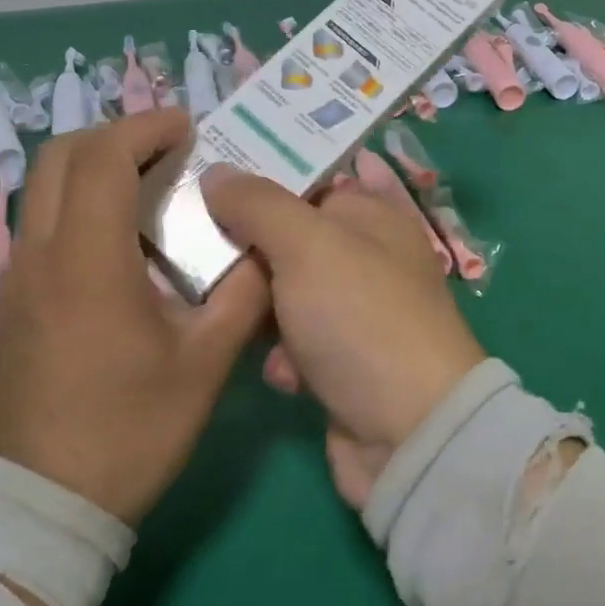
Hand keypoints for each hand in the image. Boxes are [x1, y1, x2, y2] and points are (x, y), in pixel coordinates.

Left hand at [0, 109, 268, 527]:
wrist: (41, 509)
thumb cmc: (129, 430)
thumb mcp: (205, 363)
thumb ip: (243, 294)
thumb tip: (267, 250)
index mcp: (86, 261)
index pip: (102, 157)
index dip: (146, 126)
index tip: (188, 127)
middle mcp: (39, 256)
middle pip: (60, 155)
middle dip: (115, 134)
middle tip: (168, 147)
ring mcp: (16, 280)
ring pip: (45, 188)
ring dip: (95, 167)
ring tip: (151, 185)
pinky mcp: (11, 303)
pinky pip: (41, 224)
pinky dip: (79, 203)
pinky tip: (121, 241)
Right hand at [201, 167, 484, 509]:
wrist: (408, 434)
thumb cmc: (360, 317)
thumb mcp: (308, 245)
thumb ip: (259, 203)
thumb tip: (217, 171)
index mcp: (375, 216)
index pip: (316, 179)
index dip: (269, 173)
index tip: (214, 173)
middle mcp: (369, 259)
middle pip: (297, 237)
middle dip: (252, 244)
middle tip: (196, 239)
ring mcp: (358, 314)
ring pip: (290, 293)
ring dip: (260, 304)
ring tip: (220, 304)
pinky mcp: (344, 364)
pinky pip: (297, 344)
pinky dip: (283, 354)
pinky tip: (278, 370)